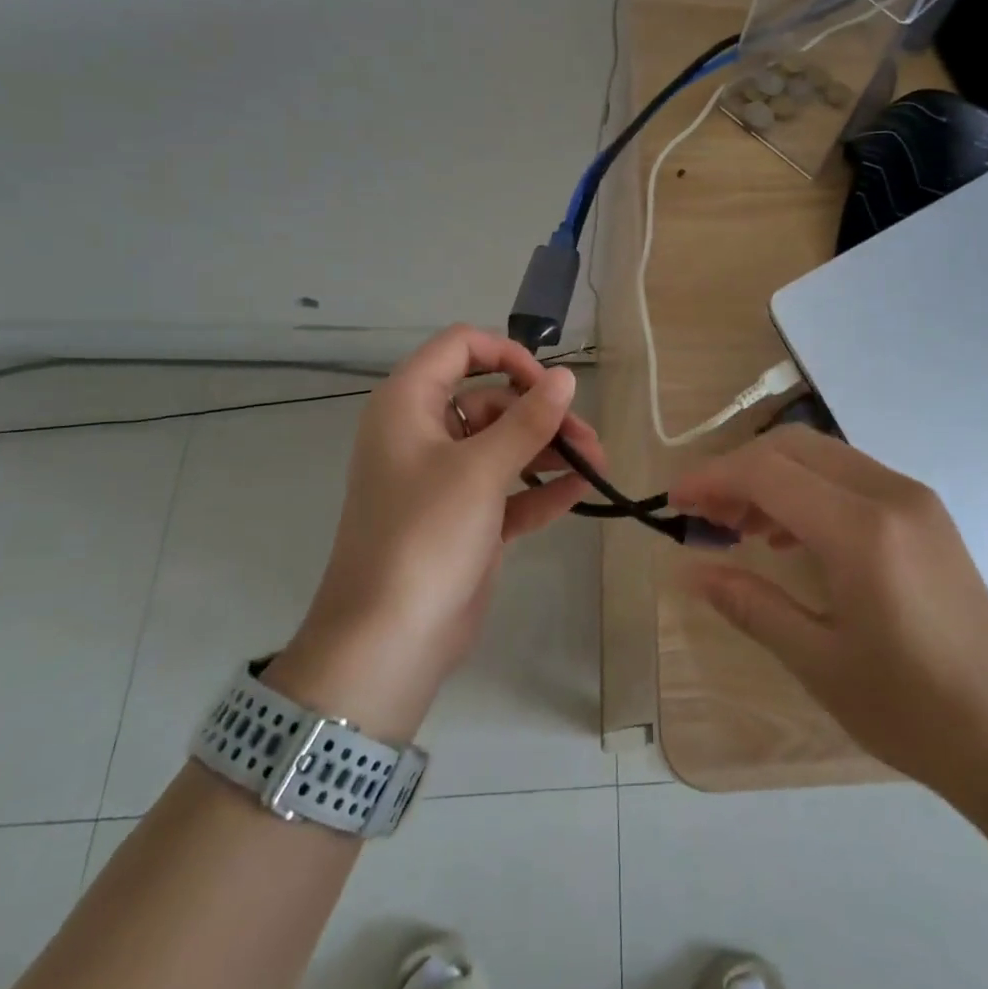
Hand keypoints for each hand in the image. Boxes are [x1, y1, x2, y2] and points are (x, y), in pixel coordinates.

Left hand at [267, 326, 604, 739]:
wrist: (388, 639)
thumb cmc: (426, 534)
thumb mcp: (481, 469)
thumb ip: (529, 420)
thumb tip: (567, 378)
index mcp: (409, 405)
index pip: (460, 348)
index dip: (507, 355)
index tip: (549, 383)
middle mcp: (424, 434)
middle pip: (491, 400)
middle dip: (542, 415)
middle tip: (588, 438)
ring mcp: (444, 480)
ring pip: (503, 446)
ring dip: (550, 451)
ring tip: (598, 465)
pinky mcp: (464, 520)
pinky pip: (508, 490)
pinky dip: (540, 488)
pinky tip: (582, 491)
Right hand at [670, 426, 987, 795]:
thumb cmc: (911, 711)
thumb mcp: (818, 661)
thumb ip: (750, 604)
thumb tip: (690, 570)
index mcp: (861, 531)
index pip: (767, 472)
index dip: (712, 479)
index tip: (675, 503)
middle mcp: (890, 494)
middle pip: (793, 447)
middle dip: (738, 470)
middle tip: (704, 517)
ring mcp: (914, 499)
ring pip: (822, 456)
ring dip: (773, 477)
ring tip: (740, 528)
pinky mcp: (926, 514)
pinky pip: (851, 477)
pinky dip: (808, 489)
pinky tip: (791, 536)